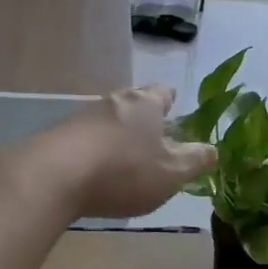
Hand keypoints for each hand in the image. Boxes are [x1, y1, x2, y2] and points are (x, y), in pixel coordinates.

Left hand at [33, 85, 216, 218]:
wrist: (54, 176)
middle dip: (144, 117)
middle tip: (153, 136)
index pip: (164, 92)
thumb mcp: (171, 173)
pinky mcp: (58, 135)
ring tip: (125, 155)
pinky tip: (95, 169)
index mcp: (146, 104)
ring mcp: (82, 116)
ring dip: (117, 133)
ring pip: (108, 119)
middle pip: (134, 102)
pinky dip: (95, 148)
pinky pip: (85, 137)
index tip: (175, 111)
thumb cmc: (124, 171)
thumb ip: (194, 161)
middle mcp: (114, 101)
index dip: (171, 101)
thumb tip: (213, 149)